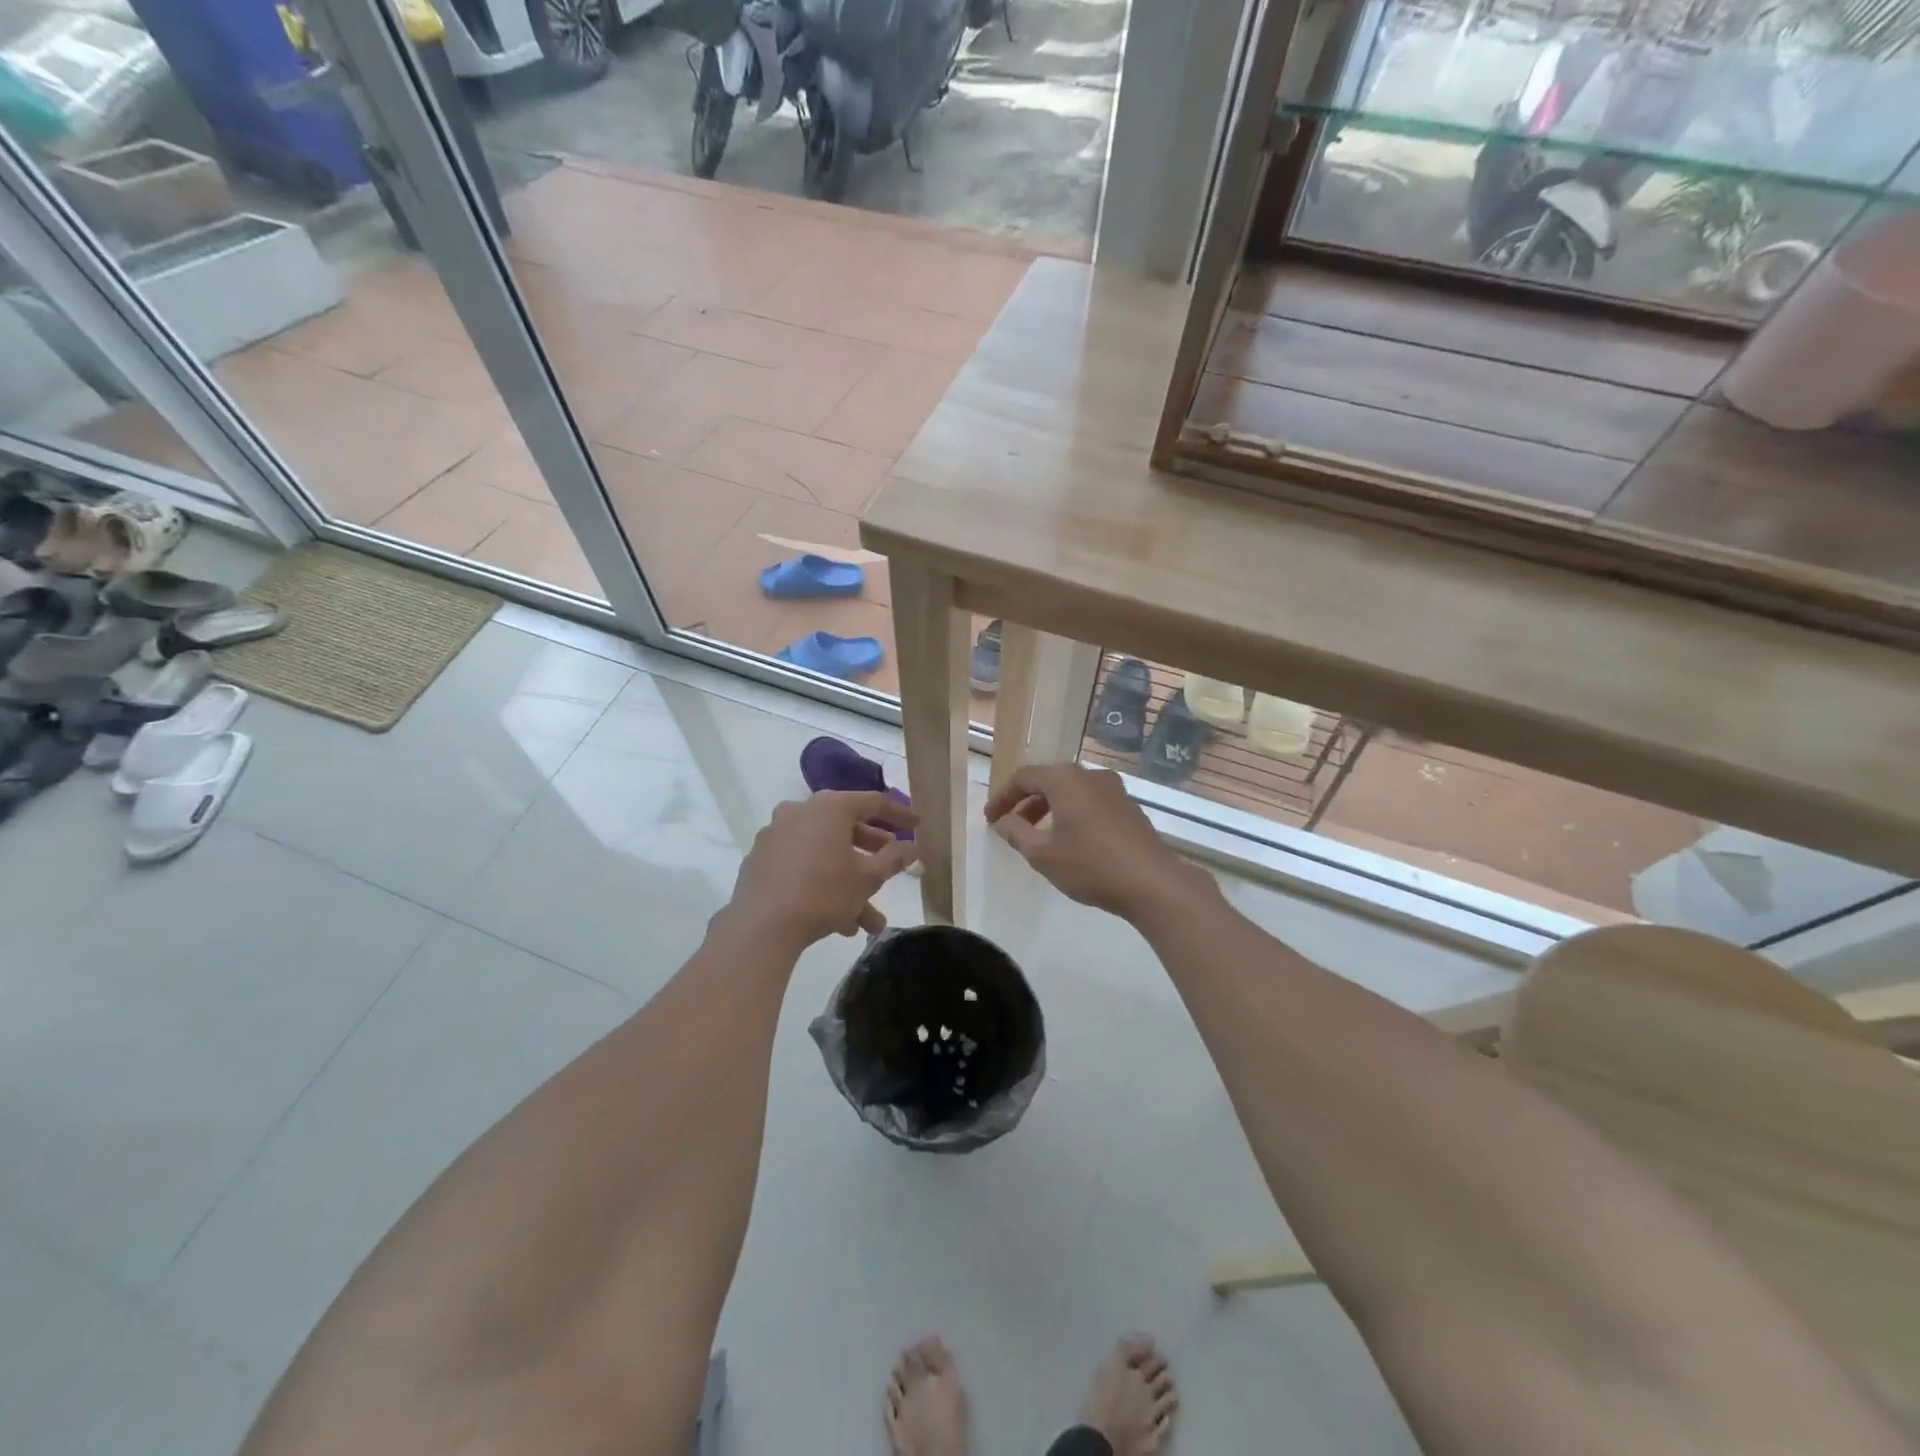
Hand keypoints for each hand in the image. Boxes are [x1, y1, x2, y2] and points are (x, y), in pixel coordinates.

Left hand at [726, 791, 918, 948]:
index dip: (900, 815)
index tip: (918, 827)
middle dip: (873, 853)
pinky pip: (802, 865)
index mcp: (830, 807)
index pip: (874, 802)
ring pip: (824, 853)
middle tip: (892, 867)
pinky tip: (839, 921)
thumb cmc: (823, 892)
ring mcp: (776, 835)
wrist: (761, 925)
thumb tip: (913, 847)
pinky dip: (822, 883)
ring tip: (870, 921)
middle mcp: (800, 811)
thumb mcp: (868, 877)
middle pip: (846, 827)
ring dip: (850, 881)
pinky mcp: (761, 860)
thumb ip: (895, 858)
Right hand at [984, 763, 1203, 918]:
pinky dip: (1072, 813)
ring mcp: (1114, 789)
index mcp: (1065, 779)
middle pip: (1049, 780)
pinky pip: (1090, 801)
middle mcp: (1090, 775)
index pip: (1024, 777)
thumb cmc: (1090, 865)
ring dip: (1049, 808)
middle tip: (1010, 826)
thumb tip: (1003, 821)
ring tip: (1037, 836)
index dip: (1003, 797)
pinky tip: (1069, 840)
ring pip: (1071, 791)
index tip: (991, 819)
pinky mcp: (1128, 807)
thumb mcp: (1043, 854)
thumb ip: (1016, 833)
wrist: (1152, 882)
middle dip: (1026, 802)